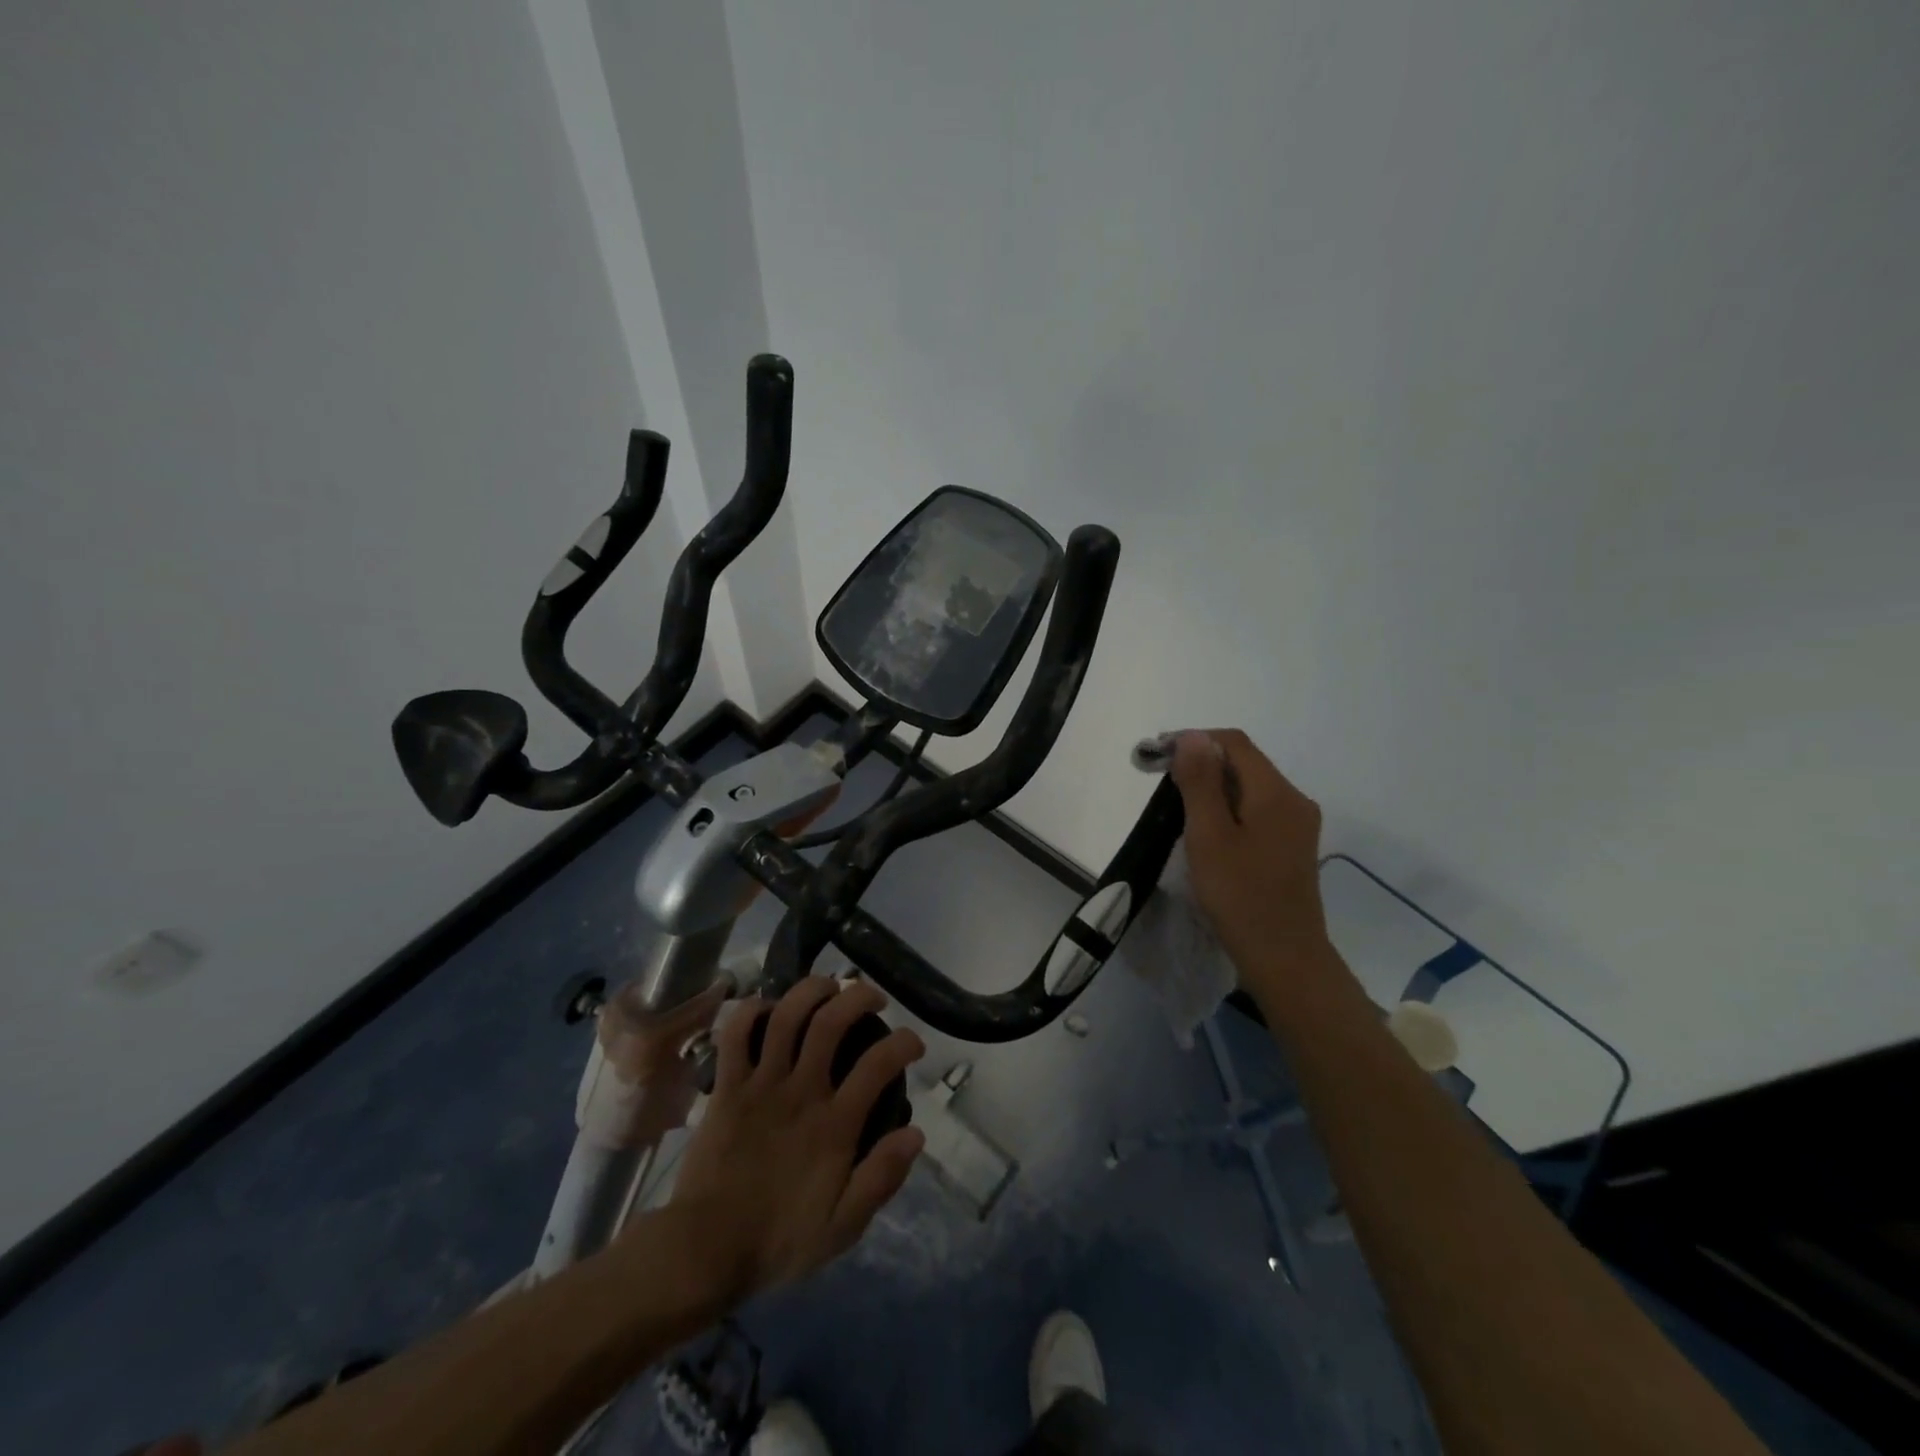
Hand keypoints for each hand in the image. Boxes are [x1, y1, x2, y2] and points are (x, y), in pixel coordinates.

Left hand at [669, 978, 925, 1304]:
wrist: (704, 1251)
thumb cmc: (778, 1240)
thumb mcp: (841, 1228)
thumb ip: (880, 1179)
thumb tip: (916, 1134)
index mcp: (833, 1126)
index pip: (878, 1065)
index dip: (904, 1043)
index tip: (913, 1042)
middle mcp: (800, 1093)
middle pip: (830, 1022)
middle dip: (858, 996)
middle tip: (873, 998)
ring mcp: (760, 1085)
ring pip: (786, 1016)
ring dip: (811, 990)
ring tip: (829, 986)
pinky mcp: (727, 1086)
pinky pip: (736, 1033)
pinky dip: (751, 1009)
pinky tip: (769, 1005)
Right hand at [1170, 730, 1332, 983]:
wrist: (1284, 959)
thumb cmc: (1240, 896)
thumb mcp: (1209, 836)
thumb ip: (1200, 783)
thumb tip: (1193, 736)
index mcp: (1277, 793)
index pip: (1234, 743)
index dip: (1194, 740)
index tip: (1157, 755)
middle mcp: (1294, 800)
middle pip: (1244, 763)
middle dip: (1201, 764)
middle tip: (1160, 783)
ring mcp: (1296, 825)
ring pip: (1249, 788)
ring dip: (1212, 787)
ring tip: (1177, 807)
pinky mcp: (1291, 847)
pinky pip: (1256, 810)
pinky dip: (1227, 808)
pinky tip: (1206, 831)